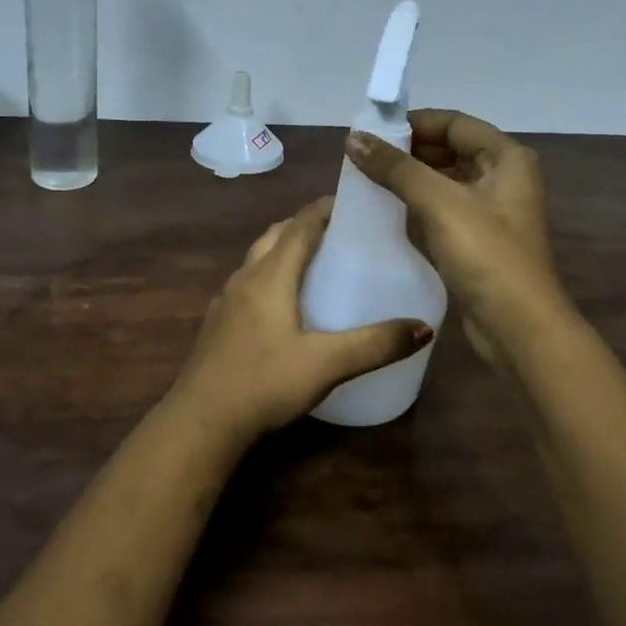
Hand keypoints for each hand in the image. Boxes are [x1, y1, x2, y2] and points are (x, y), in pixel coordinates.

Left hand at [168, 198, 433, 438]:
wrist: (201, 422)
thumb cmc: (264, 382)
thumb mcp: (327, 364)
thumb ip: (375, 344)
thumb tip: (424, 328)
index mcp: (270, 276)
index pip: (300, 226)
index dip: (324, 209)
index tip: (353, 203)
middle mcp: (245, 278)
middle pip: (277, 235)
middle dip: (306, 225)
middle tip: (340, 231)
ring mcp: (227, 301)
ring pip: (258, 258)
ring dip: (285, 249)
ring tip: (317, 262)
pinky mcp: (218, 323)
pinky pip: (249, 283)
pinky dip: (270, 276)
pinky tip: (285, 305)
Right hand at [345, 109, 564, 368]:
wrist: (518, 327)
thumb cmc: (486, 255)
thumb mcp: (440, 203)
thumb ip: (396, 168)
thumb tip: (353, 138)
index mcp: (506, 157)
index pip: (453, 123)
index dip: (413, 123)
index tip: (370, 132)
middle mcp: (504, 177)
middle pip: (449, 149)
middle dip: (408, 150)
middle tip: (362, 157)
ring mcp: (492, 210)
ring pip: (444, 179)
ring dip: (410, 177)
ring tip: (366, 180)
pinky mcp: (479, 239)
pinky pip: (443, 207)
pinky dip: (417, 203)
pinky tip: (387, 209)